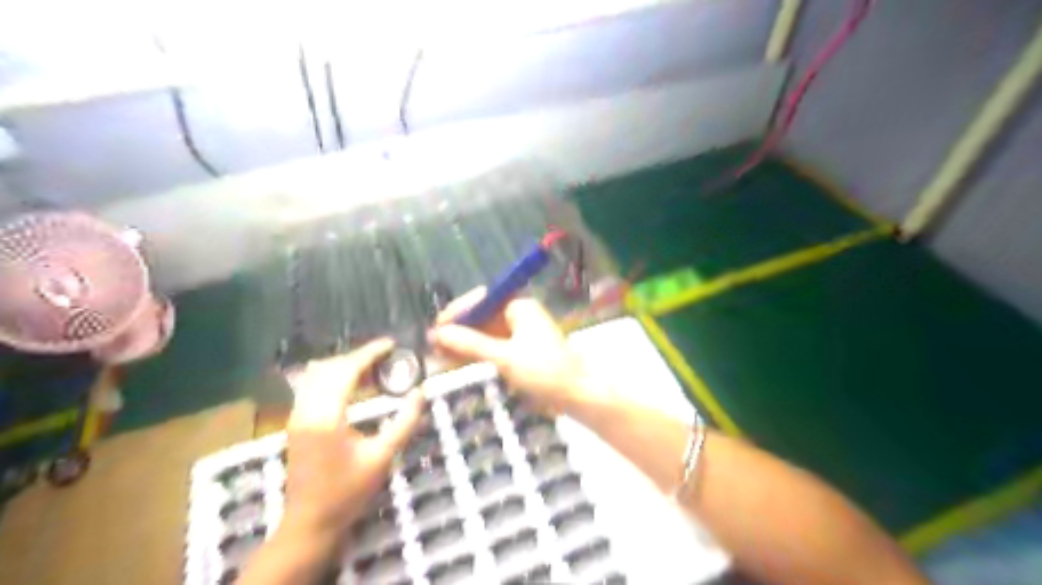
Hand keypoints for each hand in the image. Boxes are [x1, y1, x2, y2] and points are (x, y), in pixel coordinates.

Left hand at [284, 340, 419, 537]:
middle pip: (330, 367)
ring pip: (316, 374)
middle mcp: (305, 410)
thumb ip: (404, 422)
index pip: (347, 370)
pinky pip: (310, 386)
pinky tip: (352, 384)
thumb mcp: (382, 457)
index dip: (369, 353)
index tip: (391, 344)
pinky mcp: (295, 423)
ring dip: (343, 365)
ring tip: (371, 367)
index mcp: (326, 416)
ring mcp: (296, 416)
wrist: (310, 523)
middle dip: (358, 356)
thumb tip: (421, 392)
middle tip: (386, 357)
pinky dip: (332, 376)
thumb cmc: (348, 492)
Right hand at [426, 287, 599, 411]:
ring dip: (464, 344)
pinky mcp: (521, 352)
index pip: (482, 300)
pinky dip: (476, 355)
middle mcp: (519, 315)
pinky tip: (457, 363)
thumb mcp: (504, 357)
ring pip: (485, 334)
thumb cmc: (545, 371)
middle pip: (482, 317)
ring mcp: (520, 334)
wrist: (578, 395)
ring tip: (439, 357)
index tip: (437, 327)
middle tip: (433, 346)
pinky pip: (493, 348)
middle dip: (458, 330)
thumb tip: (438, 333)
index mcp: (519, 307)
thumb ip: (470, 344)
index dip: (457, 312)